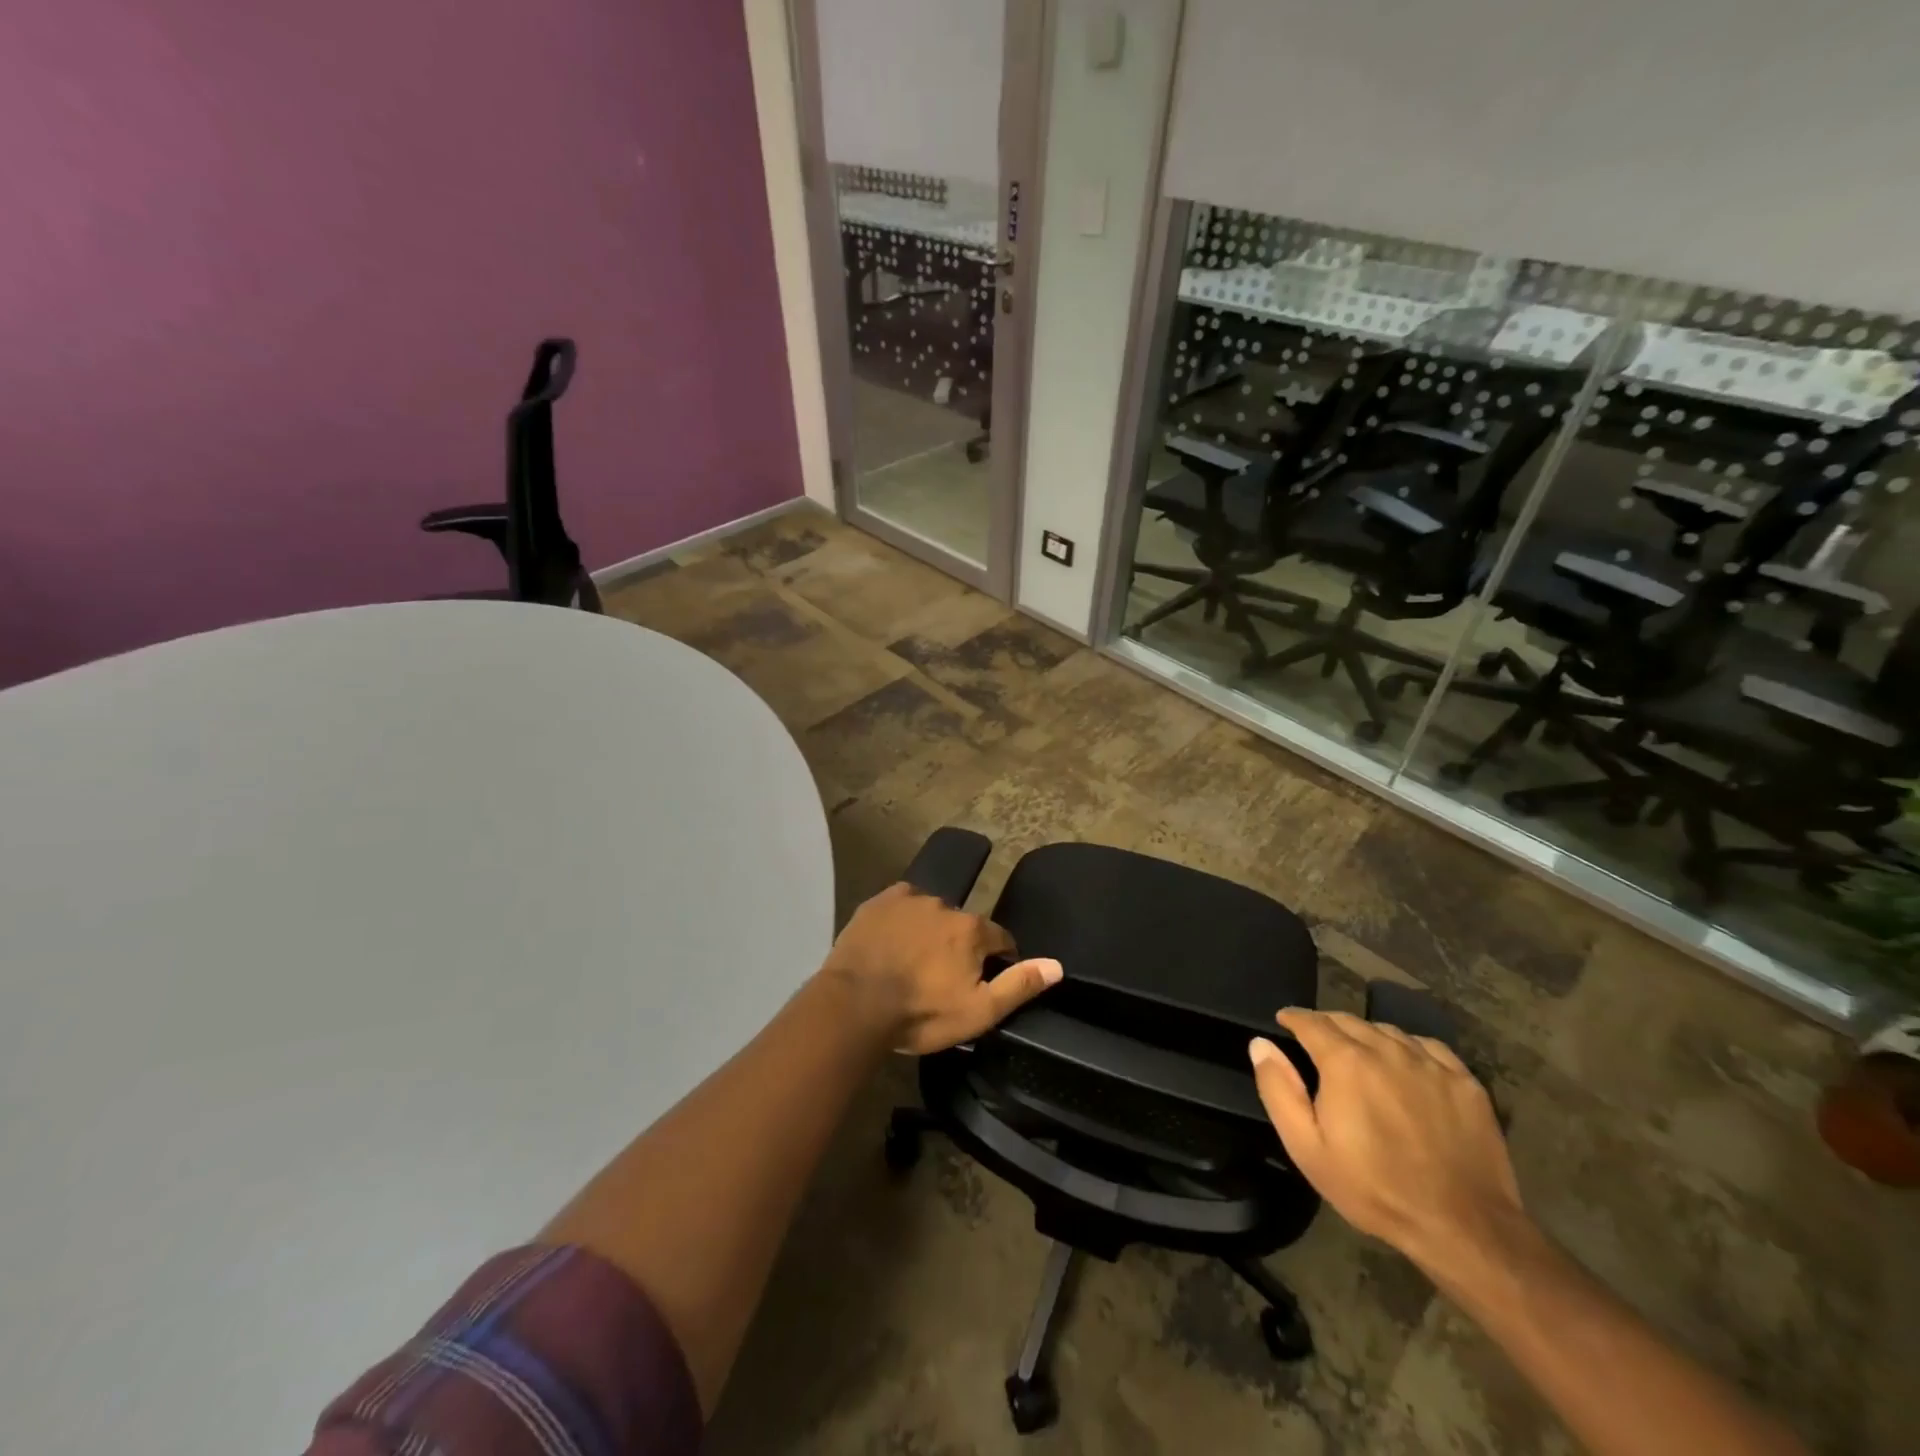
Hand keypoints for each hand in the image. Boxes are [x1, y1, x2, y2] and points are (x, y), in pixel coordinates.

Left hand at [819, 882, 1061, 1053]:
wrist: (855, 1005)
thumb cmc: (921, 1013)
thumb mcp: (978, 1012)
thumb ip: (1019, 985)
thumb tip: (1057, 965)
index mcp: (972, 930)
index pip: (1001, 938)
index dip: (999, 960)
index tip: (984, 982)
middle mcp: (945, 905)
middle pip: (964, 926)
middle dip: (961, 947)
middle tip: (943, 978)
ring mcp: (908, 900)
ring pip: (931, 914)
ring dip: (930, 932)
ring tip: (914, 962)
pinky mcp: (878, 902)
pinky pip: (900, 905)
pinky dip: (902, 920)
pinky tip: (892, 942)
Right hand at [1249, 1009, 1524, 1272]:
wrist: (1464, 1227)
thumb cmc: (1374, 1188)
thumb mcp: (1307, 1148)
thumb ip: (1279, 1090)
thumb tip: (1261, 1044)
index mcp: (1345, 1061)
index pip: (1311, 1022)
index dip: (1293, 1018)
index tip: (1284, 1021)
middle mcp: (1386, 1049)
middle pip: (1348, 1021)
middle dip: (1327, 1025)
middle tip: (1318, 1041)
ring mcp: (1430, 1064)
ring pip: (1388, 1031)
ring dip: (1367, 1036)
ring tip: (1361, 1055)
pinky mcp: (1465, 1082)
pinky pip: (1428, 1048)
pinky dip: (1409, 1048)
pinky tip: (1407, 1067)